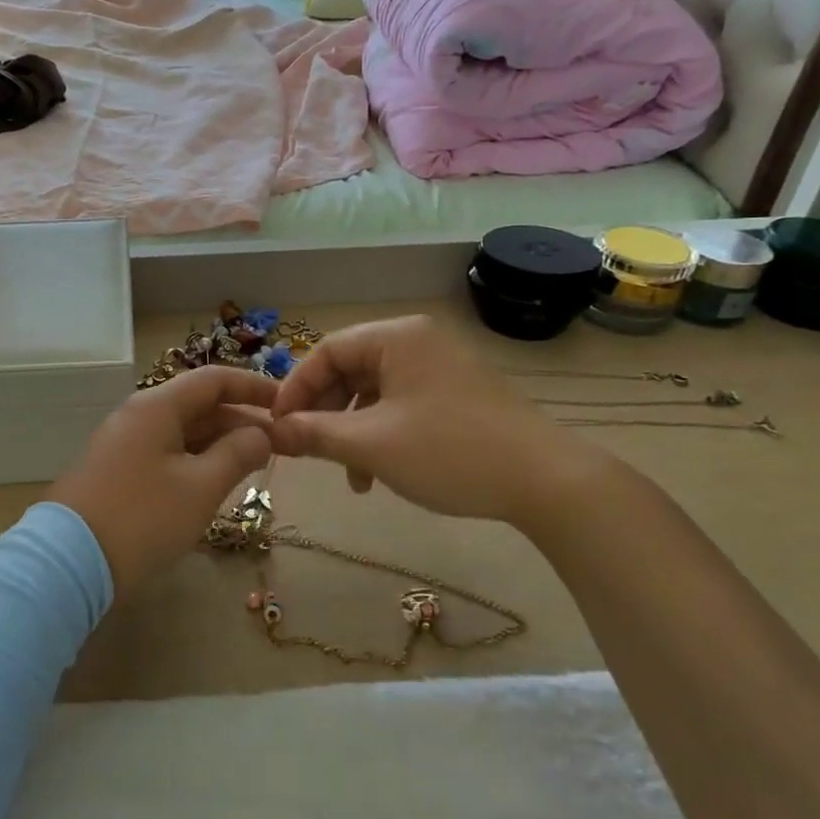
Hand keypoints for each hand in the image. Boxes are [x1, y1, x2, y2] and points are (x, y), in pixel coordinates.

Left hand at [49, 366, 275, 593]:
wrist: (68, 562)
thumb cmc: (142, 517)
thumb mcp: (200, 487)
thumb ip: (237, 453)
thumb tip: (262, 433)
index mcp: (157, 406)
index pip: (213, 379)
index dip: (253, 387)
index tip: (288, 404)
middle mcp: (138, 415)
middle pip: (198, 404)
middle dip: (240, 420)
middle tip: (280, 443)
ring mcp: (123, 444)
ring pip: (182, 431)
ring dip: (220, 443)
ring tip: (255, 463)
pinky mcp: (116, 472)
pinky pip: (166, 453)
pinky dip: (196, 460)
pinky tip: (215, 482)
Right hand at [268, 315, 612, 526]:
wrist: (547, 481)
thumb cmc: (449, 451)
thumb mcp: (371, 444)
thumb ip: (315, 433)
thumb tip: (272, 431)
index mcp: (397, 337)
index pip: (327, 350)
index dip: (296, 388)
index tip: (279, 425)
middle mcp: (419, 341)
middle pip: (351, 368)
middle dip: (325, 412)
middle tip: (307, 448)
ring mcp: (443, 367)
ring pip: (376, 391)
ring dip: (353, 429)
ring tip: (349, 475)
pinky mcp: (460, 394)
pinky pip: (404, 404)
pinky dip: (383, 433)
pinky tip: (380, 472)